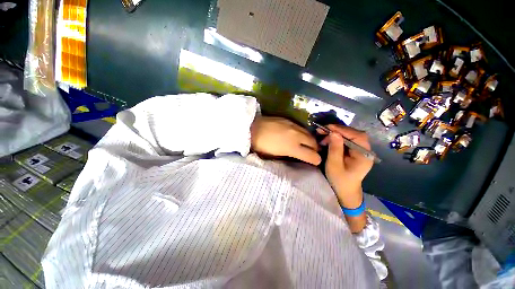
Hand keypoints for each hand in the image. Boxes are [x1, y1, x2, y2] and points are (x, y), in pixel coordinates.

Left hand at [251, 116, 320, 164]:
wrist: (252, 128)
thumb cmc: (261, 145)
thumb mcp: (274, 156)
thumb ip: (288, 156)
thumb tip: (296, 156)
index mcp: (292, 148)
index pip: (311, 155)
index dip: (316, 160)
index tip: (316, 161)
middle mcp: (296, 136)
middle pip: (313, 143)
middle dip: (315, 149)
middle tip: (313, 152)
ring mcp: (293, 126)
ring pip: (309, 134)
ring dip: (311, 140)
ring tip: (308, 144)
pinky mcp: (289, 120)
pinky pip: (301, 127)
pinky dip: (304, 133)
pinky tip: (299, 135)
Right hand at [321, 125, 372, 207]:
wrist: (345, 191)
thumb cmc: (340, 180)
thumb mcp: (334, 165)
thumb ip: (335, 149)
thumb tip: (334, 133)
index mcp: (364, 155)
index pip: (358, 137)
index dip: (344, 130)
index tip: (328, 127)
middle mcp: (365, 151)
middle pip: (354, 134)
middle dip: (338, 131)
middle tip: (323, 131)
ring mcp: (360, 151)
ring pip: (350, 136)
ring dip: (336, 134)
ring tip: (323, 137)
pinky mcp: (355, 151)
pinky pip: (347, 140)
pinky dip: (337, 138)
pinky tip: (328, 140)